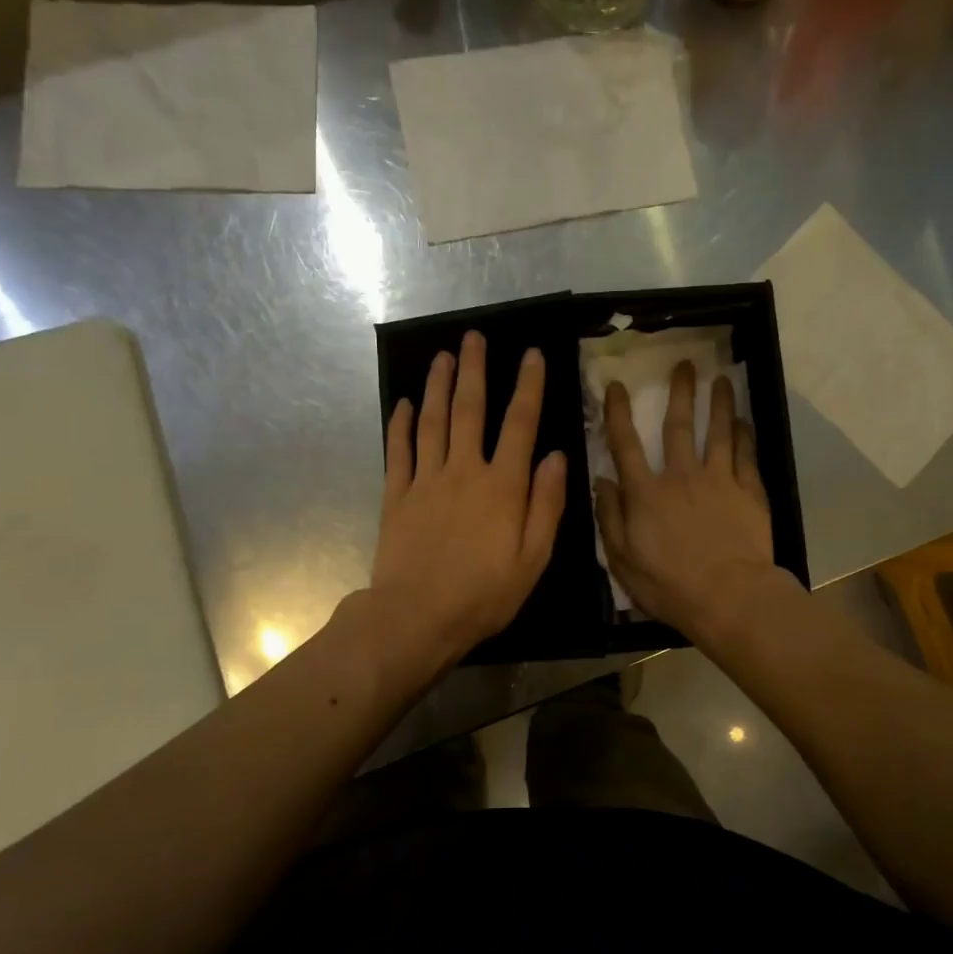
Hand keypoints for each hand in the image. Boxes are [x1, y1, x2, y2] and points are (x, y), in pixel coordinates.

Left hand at [370, 331, 567, 670]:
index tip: (531, 354)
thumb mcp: (533, 559)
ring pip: (432, 421)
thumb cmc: (484, 594)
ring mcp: (425, 480)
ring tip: (442, 356)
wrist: (417, 617)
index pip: (520, 424)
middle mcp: (464, 471)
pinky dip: (401, 424)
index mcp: (503, 486)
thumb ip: (547, 505)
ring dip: (437, 386)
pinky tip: (404, 404)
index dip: (528, 386)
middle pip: (469, 410)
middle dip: (474, 370)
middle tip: (473, 337)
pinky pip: (398, 451)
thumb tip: (556, 456)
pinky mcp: (396, 496)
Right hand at [594, 362, 779, 640]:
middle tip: (685, 363)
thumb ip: (610, 518)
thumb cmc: (668, 584)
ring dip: (719, 403)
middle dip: (680, 392)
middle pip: (679, 426)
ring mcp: (719, 481)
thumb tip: (601, 481)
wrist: (728, 596)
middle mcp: (681, 476)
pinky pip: (746, 456)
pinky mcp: (749, 492)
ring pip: (719, 432)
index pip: (626, 444)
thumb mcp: (622, 559)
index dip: (618, 413)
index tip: (617, 385)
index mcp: (646, 493)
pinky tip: (745, 421)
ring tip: (722, 379)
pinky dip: (745, 436)